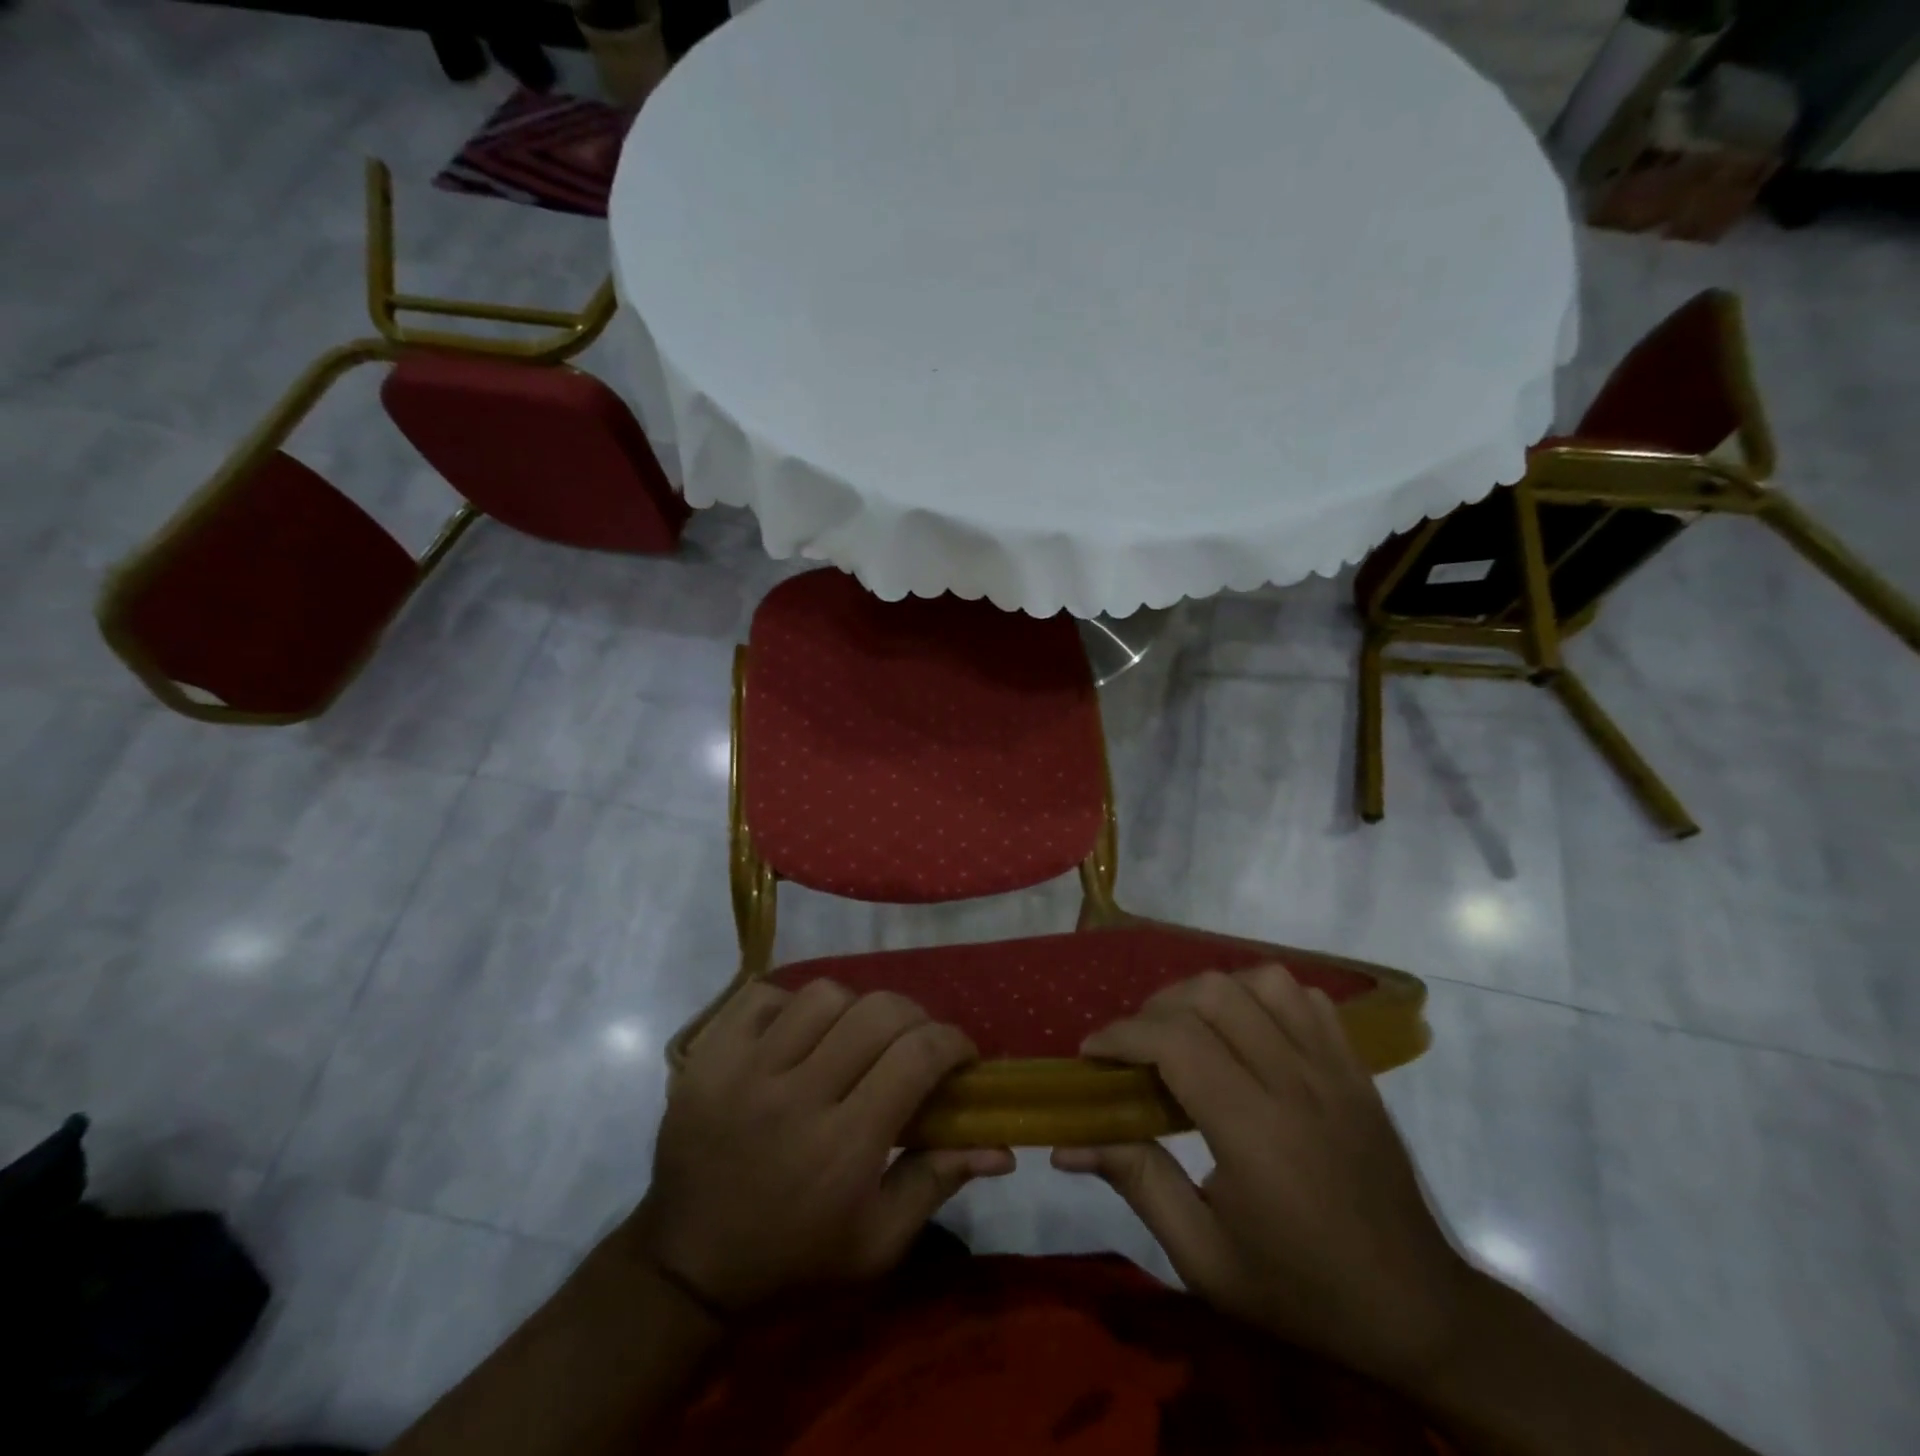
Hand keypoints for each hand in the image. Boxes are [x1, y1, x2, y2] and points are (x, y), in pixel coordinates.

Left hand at [634, 980, 1013, 1313]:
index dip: (952, 1042)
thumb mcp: (876, 1242)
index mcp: (843, 1147)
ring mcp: (745, 1070)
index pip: (917, 1057)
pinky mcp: (708, 1057)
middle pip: (877, 1013)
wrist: (689, 1263)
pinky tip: (797, 1035)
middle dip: (914, 1018)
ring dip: (853, 1009)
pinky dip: (790, 1005)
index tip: (961, 1053)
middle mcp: (796, 1097)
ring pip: (824, 994)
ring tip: (853, 1036)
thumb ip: (938, 1181)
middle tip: (914, 1041)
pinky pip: (764, 996)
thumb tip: (1002, 1147)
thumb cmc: (795, 1257)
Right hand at [1052, 965, 1471, 1388]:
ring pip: (1261, 981)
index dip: (1121, 1035)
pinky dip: (1264, 997)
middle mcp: (1295, 1083)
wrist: (1418, 1310)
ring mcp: (1334, 1068)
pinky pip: (1306, 998)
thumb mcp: (1205, 1259)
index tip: (1091, 1054)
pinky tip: (1249, 1032)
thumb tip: (1067, 1144)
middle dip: (1156, 1008)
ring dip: (1211, 994)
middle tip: (1136, 1048)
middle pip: (1212, 994)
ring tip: (1190, 1031)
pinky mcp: (1356, 1067)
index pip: (1176, 1041)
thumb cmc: (1301, 1290)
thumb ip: (1137, 1184)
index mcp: (1255, 1131)